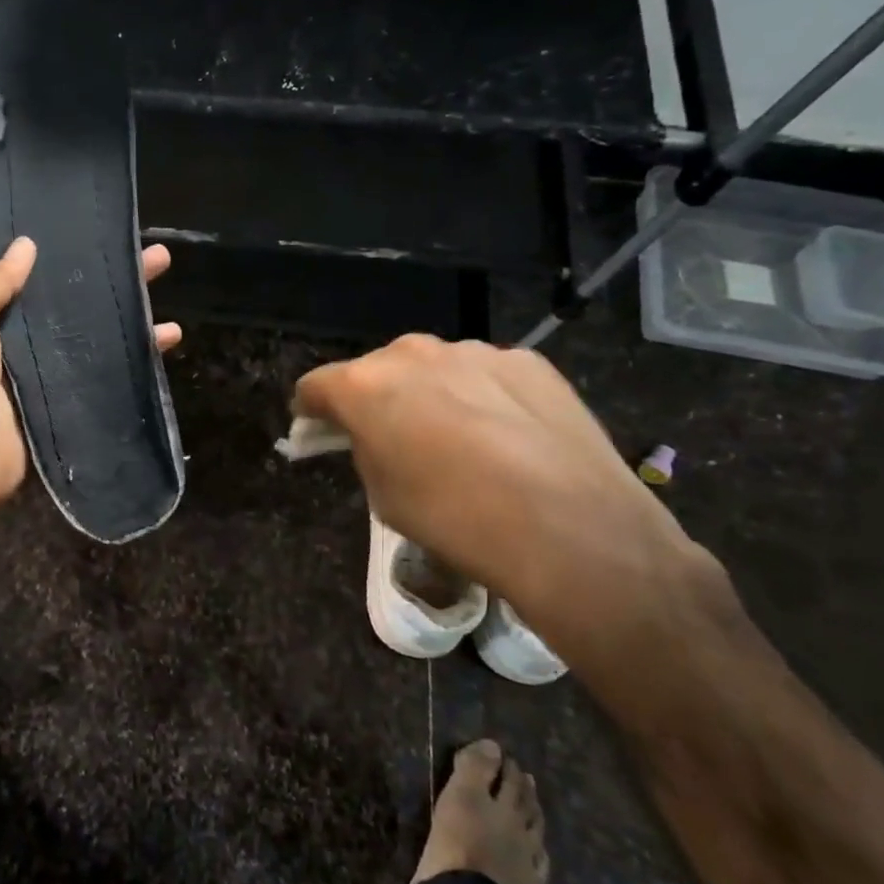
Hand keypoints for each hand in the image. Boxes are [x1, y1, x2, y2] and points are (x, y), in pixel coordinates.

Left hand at [0, 211, 180, 536]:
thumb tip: (26, 245)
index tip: (39, 188)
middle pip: (36, 273)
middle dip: (76, 250)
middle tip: (121, 227)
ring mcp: (20, 355)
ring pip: (72, 313)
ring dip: (113, 293)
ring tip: (159, 264)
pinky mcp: (48, 388)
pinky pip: (91, 360)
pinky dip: (128, 349)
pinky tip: (165, 334)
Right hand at [294, 336, 727, 655]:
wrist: (572, 531)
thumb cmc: (456, 520)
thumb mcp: (384, 495)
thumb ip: (368, 450)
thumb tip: (377, 436)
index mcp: (365, 385)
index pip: (315, 386)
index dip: (312, 410)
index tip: (317, 430)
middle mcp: (413, 353)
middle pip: (377, 370)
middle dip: (375, 398)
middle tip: (392, 438)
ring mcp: (475, 351)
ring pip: (434, 369)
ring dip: (431, 394)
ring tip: (460, 440)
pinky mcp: (528, 362)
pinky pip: (485, 375)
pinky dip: (482, 396)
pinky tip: (507, 437)